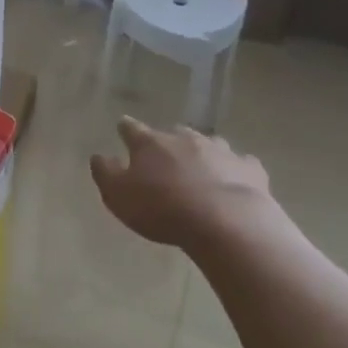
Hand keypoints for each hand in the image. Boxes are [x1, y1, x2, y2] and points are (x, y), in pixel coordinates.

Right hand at [90, 118, 283, 251]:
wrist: (224, 221)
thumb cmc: (162, 209)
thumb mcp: (119, 196)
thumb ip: (105, 173)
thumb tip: (98, 155)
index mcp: (150, 143)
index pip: (132, 128)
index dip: (125, 128)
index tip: (122, 127)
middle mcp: (184, 138)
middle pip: (173, 133)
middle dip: (168, 141)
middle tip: (165, 157)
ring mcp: (220, 149)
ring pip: (208, 143)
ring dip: (202, 152)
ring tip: (200, 167)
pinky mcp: (248, 168)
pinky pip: (240, 163)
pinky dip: (235, 168)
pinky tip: (235, 178)